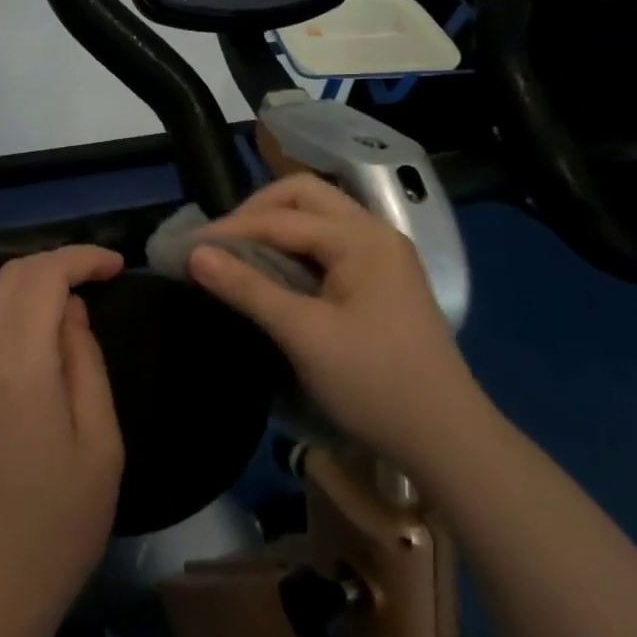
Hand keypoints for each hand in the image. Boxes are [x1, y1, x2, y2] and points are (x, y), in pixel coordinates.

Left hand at [0, 245, 125, 636]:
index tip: (115, 267)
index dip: (82, 258)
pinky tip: (11, 348)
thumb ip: (85, 361)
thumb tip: (70, 310)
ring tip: (57, 315)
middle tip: (93, 286)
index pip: (45, 274)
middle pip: (11, 276)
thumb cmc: (55, 525)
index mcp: (17, 362)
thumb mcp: (100, 445)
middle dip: (56, 268)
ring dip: (24, 291)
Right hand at [187, 174, 483, 470]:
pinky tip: (275, 270)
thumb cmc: (375, 384)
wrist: (449, 440)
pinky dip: (296, 246)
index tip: (188, 247)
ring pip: (319, 216)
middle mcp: (375, 232)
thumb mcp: (304, 335)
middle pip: (304, 196)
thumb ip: (248, 288)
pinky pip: (330, 242)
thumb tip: (195, 254)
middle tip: (220, 242)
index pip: (281, 217)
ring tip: (239, 253)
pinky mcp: (384, 278)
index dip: (231, 229)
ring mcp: (384, 254)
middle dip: (256, 211)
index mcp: (361, 237)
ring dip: (276, 225)